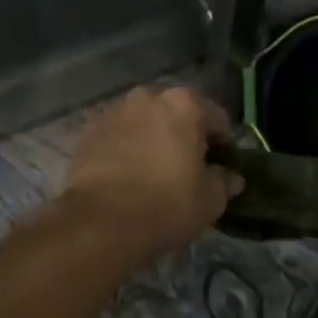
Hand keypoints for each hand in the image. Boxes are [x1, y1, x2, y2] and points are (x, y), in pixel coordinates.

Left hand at [63, 86, 243, 252]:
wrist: (100, 222)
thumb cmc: (166, 205)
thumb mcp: (210, 200)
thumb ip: (224, 181)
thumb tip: (230, 177)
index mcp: (184, 103)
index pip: (216, 118)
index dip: (223, 144)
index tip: (222, 167)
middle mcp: (148, 96)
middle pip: (176, 112)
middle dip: (184, 134)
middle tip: (187, 167)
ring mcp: (114, 110)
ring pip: (144, 121)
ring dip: (152, 137)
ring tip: (153, 170)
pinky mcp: (87, 130)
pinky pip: (117, 135)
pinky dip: (125, 147)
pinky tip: (126, 174)